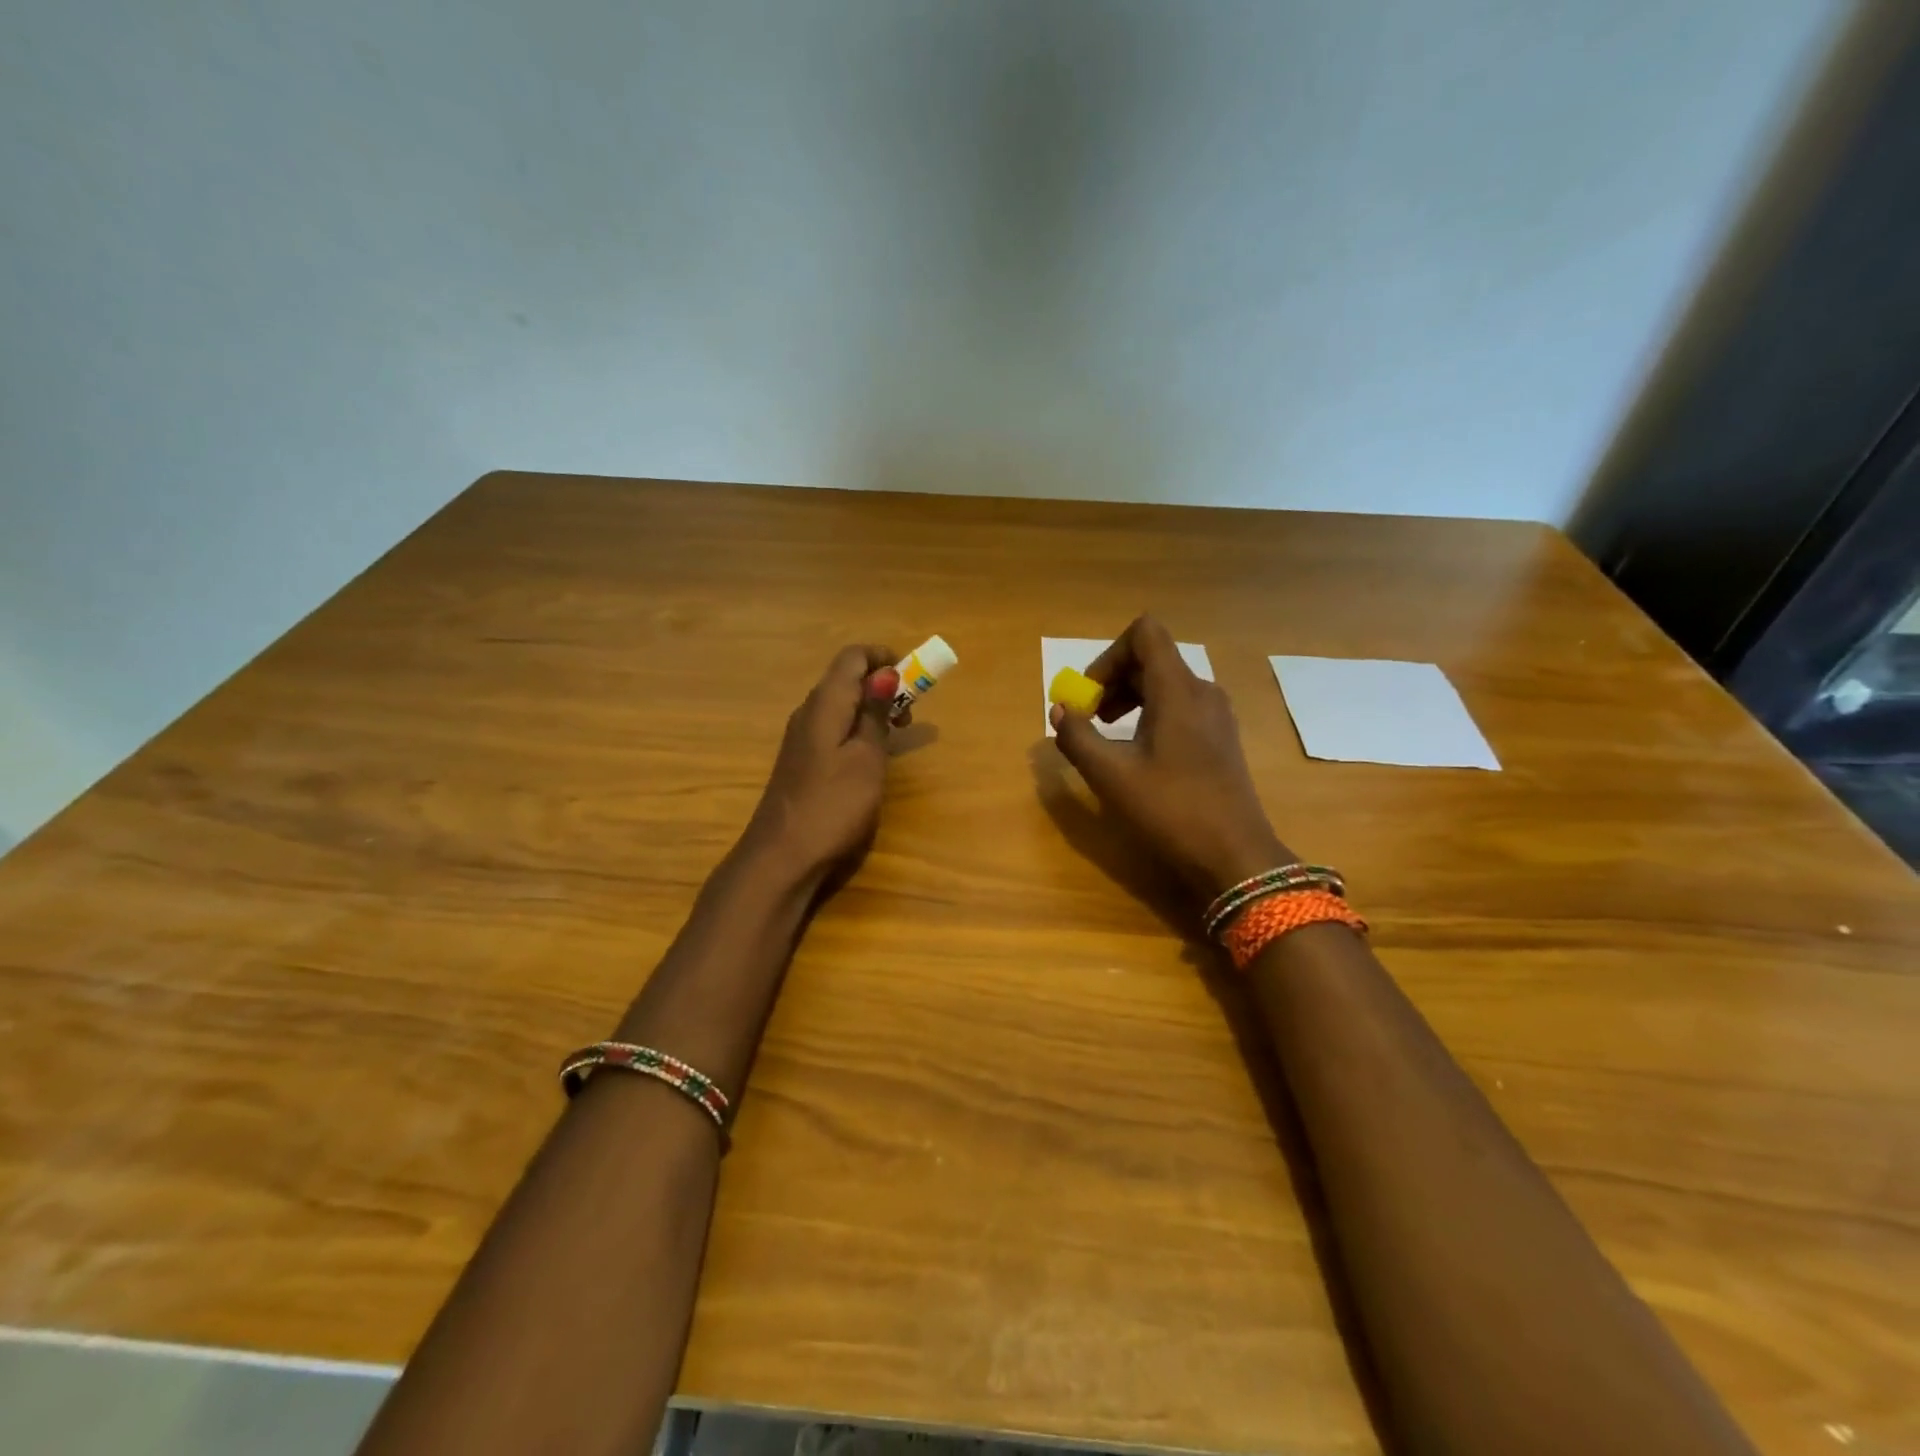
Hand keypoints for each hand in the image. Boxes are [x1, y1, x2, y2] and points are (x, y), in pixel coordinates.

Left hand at [742, 645, 898, 884]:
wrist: (782, 856)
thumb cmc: (833, 805)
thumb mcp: (866, 758)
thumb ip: (875, 714)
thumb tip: (885, 673)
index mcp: (825, 703)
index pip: (852, 656)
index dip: (883, 657)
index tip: (913, 678)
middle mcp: (809, 711)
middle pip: (846, 678)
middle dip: (882, 684)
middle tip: (910, 714)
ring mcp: (802, 736)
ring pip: (840, 704)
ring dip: (871, 709)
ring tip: (896, 736)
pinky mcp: (802, 759)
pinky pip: (833, 727)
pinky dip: (857, 729)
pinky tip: (870, 757)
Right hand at [1050, 616, 1291, 898]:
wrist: (1235, 856)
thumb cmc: (1171, 809)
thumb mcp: (1111, 775)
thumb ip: (1078, 737)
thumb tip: (1059, 710)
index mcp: (1177, 689)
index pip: (1144, 633)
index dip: (1109, 655)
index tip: (1090, 695)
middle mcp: (1202, 691)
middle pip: (1151, 658)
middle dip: (1112, 681)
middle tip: (1089, 718)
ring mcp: (1216, 715)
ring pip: (1165, 684)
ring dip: (1129, 698)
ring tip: (1107, 735)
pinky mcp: (1221, 738)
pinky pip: (1180, 706)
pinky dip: (1151, 714)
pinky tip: (1138, 753)